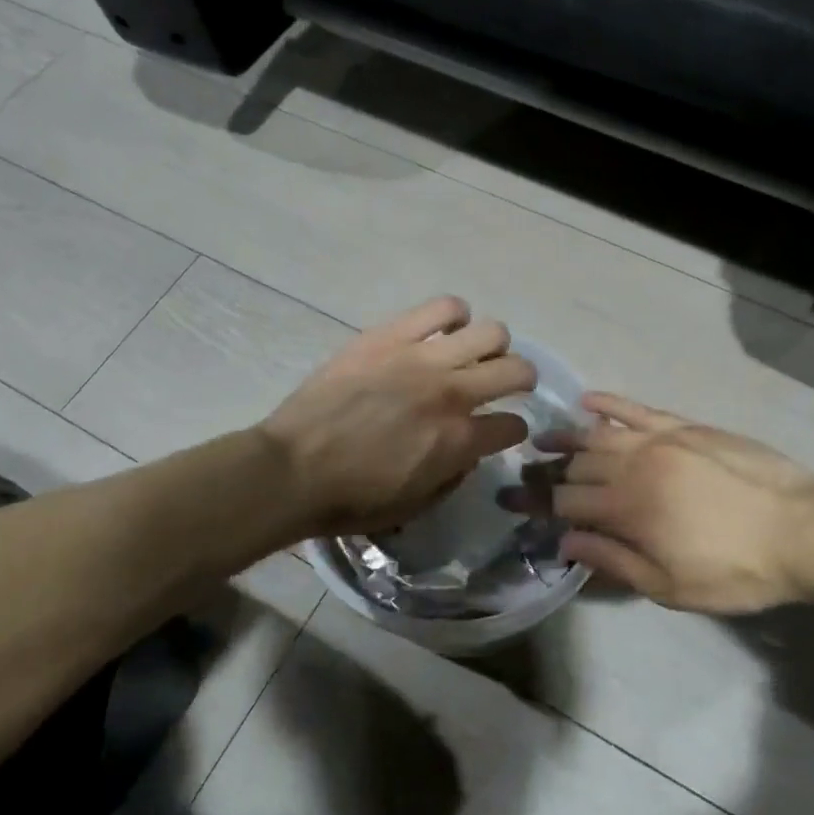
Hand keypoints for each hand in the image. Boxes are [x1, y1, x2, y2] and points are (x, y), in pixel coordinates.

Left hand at [263, 297, 535, 537]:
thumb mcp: (415, 506)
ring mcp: (422, 358)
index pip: (514, 425)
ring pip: (489, 331)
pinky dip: (453, 315)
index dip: (513, 431)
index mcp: (459, 441)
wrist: (292, 469)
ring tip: (472, 354)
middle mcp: (452, 393)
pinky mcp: (390, 335)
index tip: (502, 431)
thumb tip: (468, 450)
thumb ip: (454, 476)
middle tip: (505, 384)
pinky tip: (445, 329)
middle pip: (517, 369)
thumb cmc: (352, 499)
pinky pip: (442, 308)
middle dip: (521, 380)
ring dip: (491, 346)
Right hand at [544, 394, 813, 613]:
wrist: (803, 529)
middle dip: (543, 472)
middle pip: (576, 466)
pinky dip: (609, 403)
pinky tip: (588, 402)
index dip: (534, 503)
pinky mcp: (685, 426)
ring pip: (598, 434)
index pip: (564, 502)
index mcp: (627, 510)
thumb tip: (565, 542)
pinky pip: (637, 409)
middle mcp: (633, 467)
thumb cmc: (736, 570)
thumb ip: (613, 561)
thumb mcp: (671, 587)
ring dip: (566, 436)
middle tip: (522, 474)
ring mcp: (659, 441)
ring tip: (543, 439)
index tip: (509, 502)